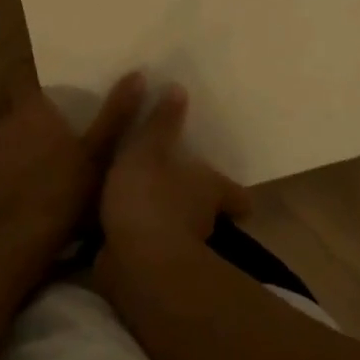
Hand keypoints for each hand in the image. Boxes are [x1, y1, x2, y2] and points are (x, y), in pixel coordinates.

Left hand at [0, 73, 145, 270]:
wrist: (16, 247)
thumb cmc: (61, 191)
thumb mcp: (98, 152)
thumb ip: (116, 114)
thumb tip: (136, 74)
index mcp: (28, 110)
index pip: (19, 74)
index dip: (32, 72)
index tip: (53, 76)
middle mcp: (3, 125)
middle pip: (16, 106)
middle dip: (35, 110)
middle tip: (64, 116)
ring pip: (10, 136)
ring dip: (27, 140)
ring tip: (56, 151)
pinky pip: (5, 164)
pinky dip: (19, 167)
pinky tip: (39, 184)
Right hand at [98, 84, 252, 252]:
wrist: (135, 261)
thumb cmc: (151, 195)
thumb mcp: (150, 148)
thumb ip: (162, 122)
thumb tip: (180, 88)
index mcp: (211, 190)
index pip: (237, 197)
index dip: (236, 195)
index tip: (233, 194)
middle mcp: (204, 222)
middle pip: (210, 215)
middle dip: (196, 206)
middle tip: (177, 190)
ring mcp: (181, 251)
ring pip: (181, 234)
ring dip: (167, 224)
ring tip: (143, 207)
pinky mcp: (154, 271)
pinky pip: (151, 252)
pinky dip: (142, 242)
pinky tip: (121, 231)